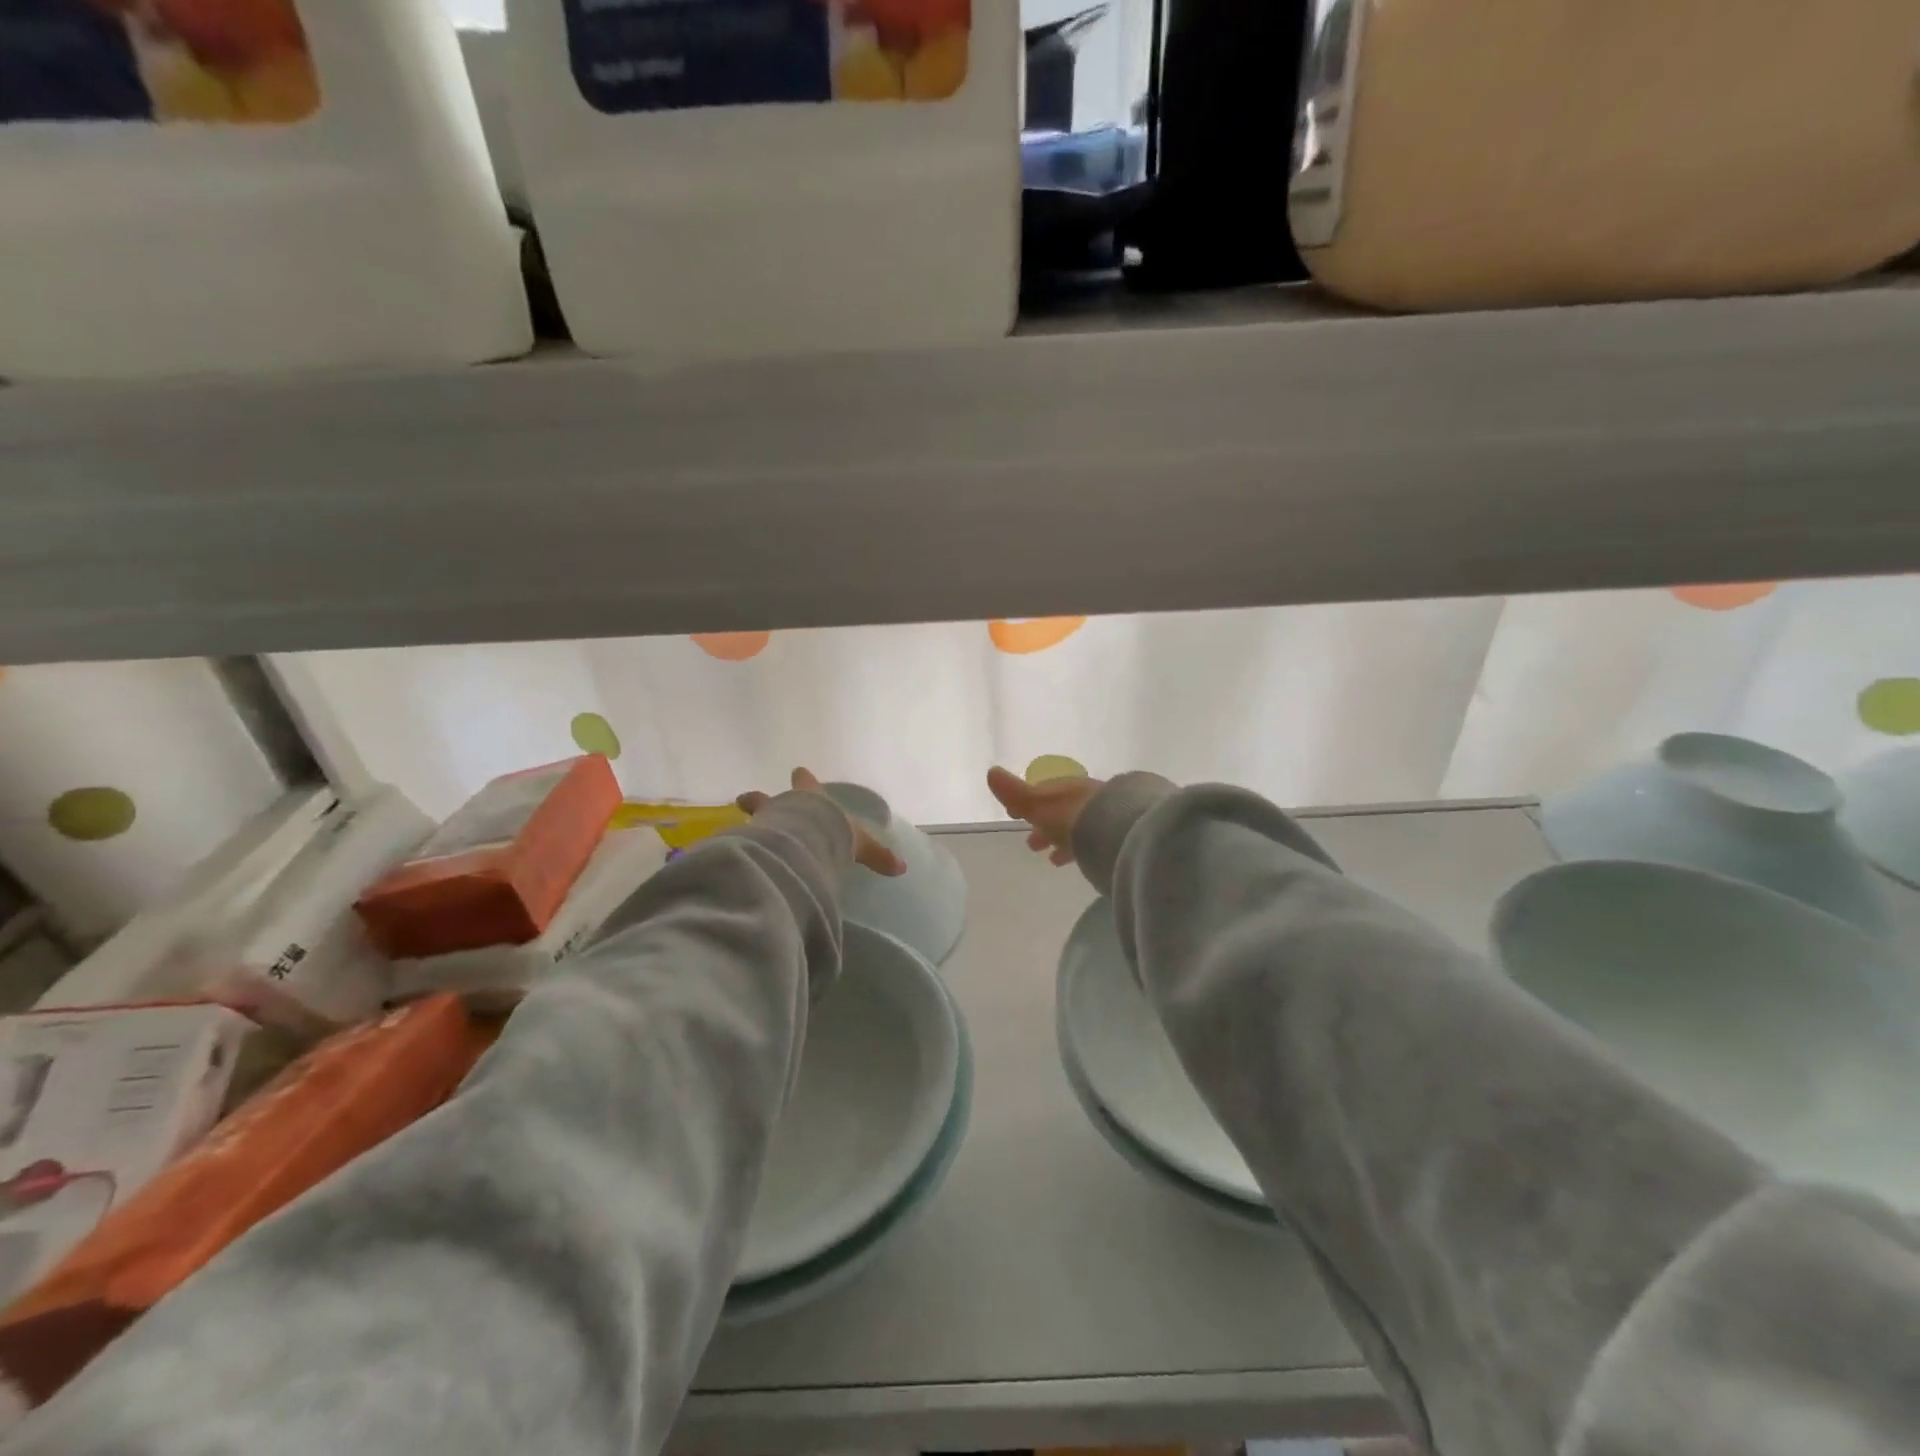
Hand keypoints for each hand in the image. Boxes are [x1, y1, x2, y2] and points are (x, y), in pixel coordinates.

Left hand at [737, 769, 905, 876]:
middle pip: (767, 798)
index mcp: (812, 799)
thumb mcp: (860, 844)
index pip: (807, 784)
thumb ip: (877, 855)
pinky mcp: (752, 840)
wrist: (803, 840)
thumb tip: (901, 867)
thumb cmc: (833, 832)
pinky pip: (743, 841)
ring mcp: (765, 821)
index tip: (799, 771)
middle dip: (759, 799)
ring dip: (750, 820)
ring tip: (739, 828)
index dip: (804, 779)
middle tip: (744, 799)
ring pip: (754, 816)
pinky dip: (740, 846)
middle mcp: (786, 805)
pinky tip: (732, 852)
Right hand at [987, 765, 1104, 866]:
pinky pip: (1091, 840)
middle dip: (1043, 824)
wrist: (1118, 830)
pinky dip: (1078, 848)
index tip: (1013, 814)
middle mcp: (1082, 796)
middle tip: (1031, 844)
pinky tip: (1075, 860)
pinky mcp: (1115, 834)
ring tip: (1051, 859)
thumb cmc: (1070, 816)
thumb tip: (991, 771)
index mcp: (1062, 787)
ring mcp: (1101, 814)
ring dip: (1061, 839)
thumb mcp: (1036, 804)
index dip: (1024, 803)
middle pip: (1058, 810)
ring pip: (1075, 826)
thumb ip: (1014, 792)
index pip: (1040, 792)